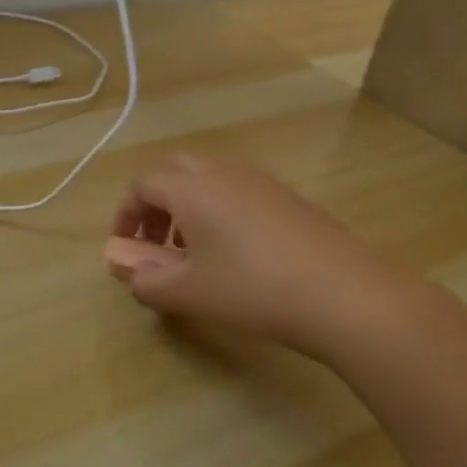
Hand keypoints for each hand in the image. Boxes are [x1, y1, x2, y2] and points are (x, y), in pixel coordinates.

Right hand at [112, 153, 466, 367]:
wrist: (343, 294)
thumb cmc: (251, 290)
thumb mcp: (187, 293)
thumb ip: (145, 279)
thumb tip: (124, 268)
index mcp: (191, 188)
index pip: (142, 185)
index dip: (125, 214)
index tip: (125, 248)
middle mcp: (223, 172)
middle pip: (174, 171)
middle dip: (156, 204)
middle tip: (156, 243)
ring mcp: (261, 181)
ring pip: (209, 179)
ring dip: (188, 206)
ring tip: (194, 252)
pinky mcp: (289, 197)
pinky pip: (239, 191)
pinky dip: (221, 210)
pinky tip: (237, 253)